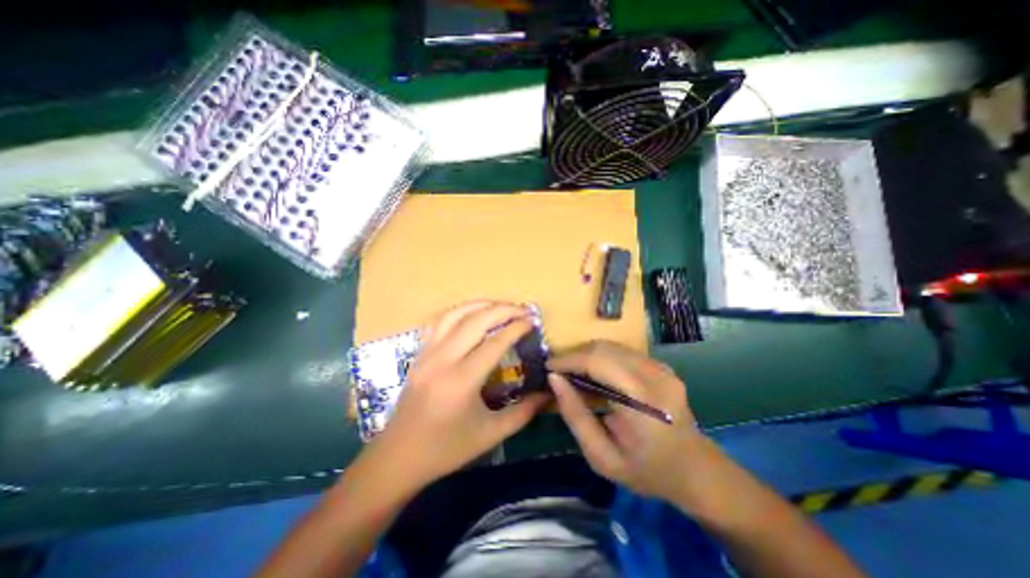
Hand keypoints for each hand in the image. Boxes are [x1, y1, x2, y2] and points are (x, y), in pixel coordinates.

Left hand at [369, 302, 545, 488]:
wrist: (399, 457)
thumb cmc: (446, 449)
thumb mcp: (490, 434)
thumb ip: (524, 412)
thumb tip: (548, 393)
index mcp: (462, 381)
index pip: (495, 343)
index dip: (516, 328)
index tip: (532, 322)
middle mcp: (442, 360)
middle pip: (475, 321)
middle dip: (502, 310)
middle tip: (522, 309)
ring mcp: (427, 353)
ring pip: (454, 315)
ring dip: (480, 305)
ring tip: (499, 306)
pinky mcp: (419, 353)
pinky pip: (438, 322)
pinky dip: (458, 312)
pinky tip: (470, 314)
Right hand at [547, 341, 707, 502]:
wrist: (696, 470)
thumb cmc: (646, 471)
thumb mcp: (601, 457)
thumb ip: (575, 416)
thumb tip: (554, 380)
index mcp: (643, 401)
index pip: (598, 362)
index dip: (568, 360)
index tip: (548, 368)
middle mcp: (655, 375)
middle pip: (603, 348)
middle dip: (574, 355)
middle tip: (558, 372)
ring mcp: (661, 367)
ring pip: (611, 346)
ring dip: (586, 355)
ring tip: (572, 372)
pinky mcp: (660, 365)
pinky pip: (622, 352)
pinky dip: (601, 358)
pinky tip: (594, 374)